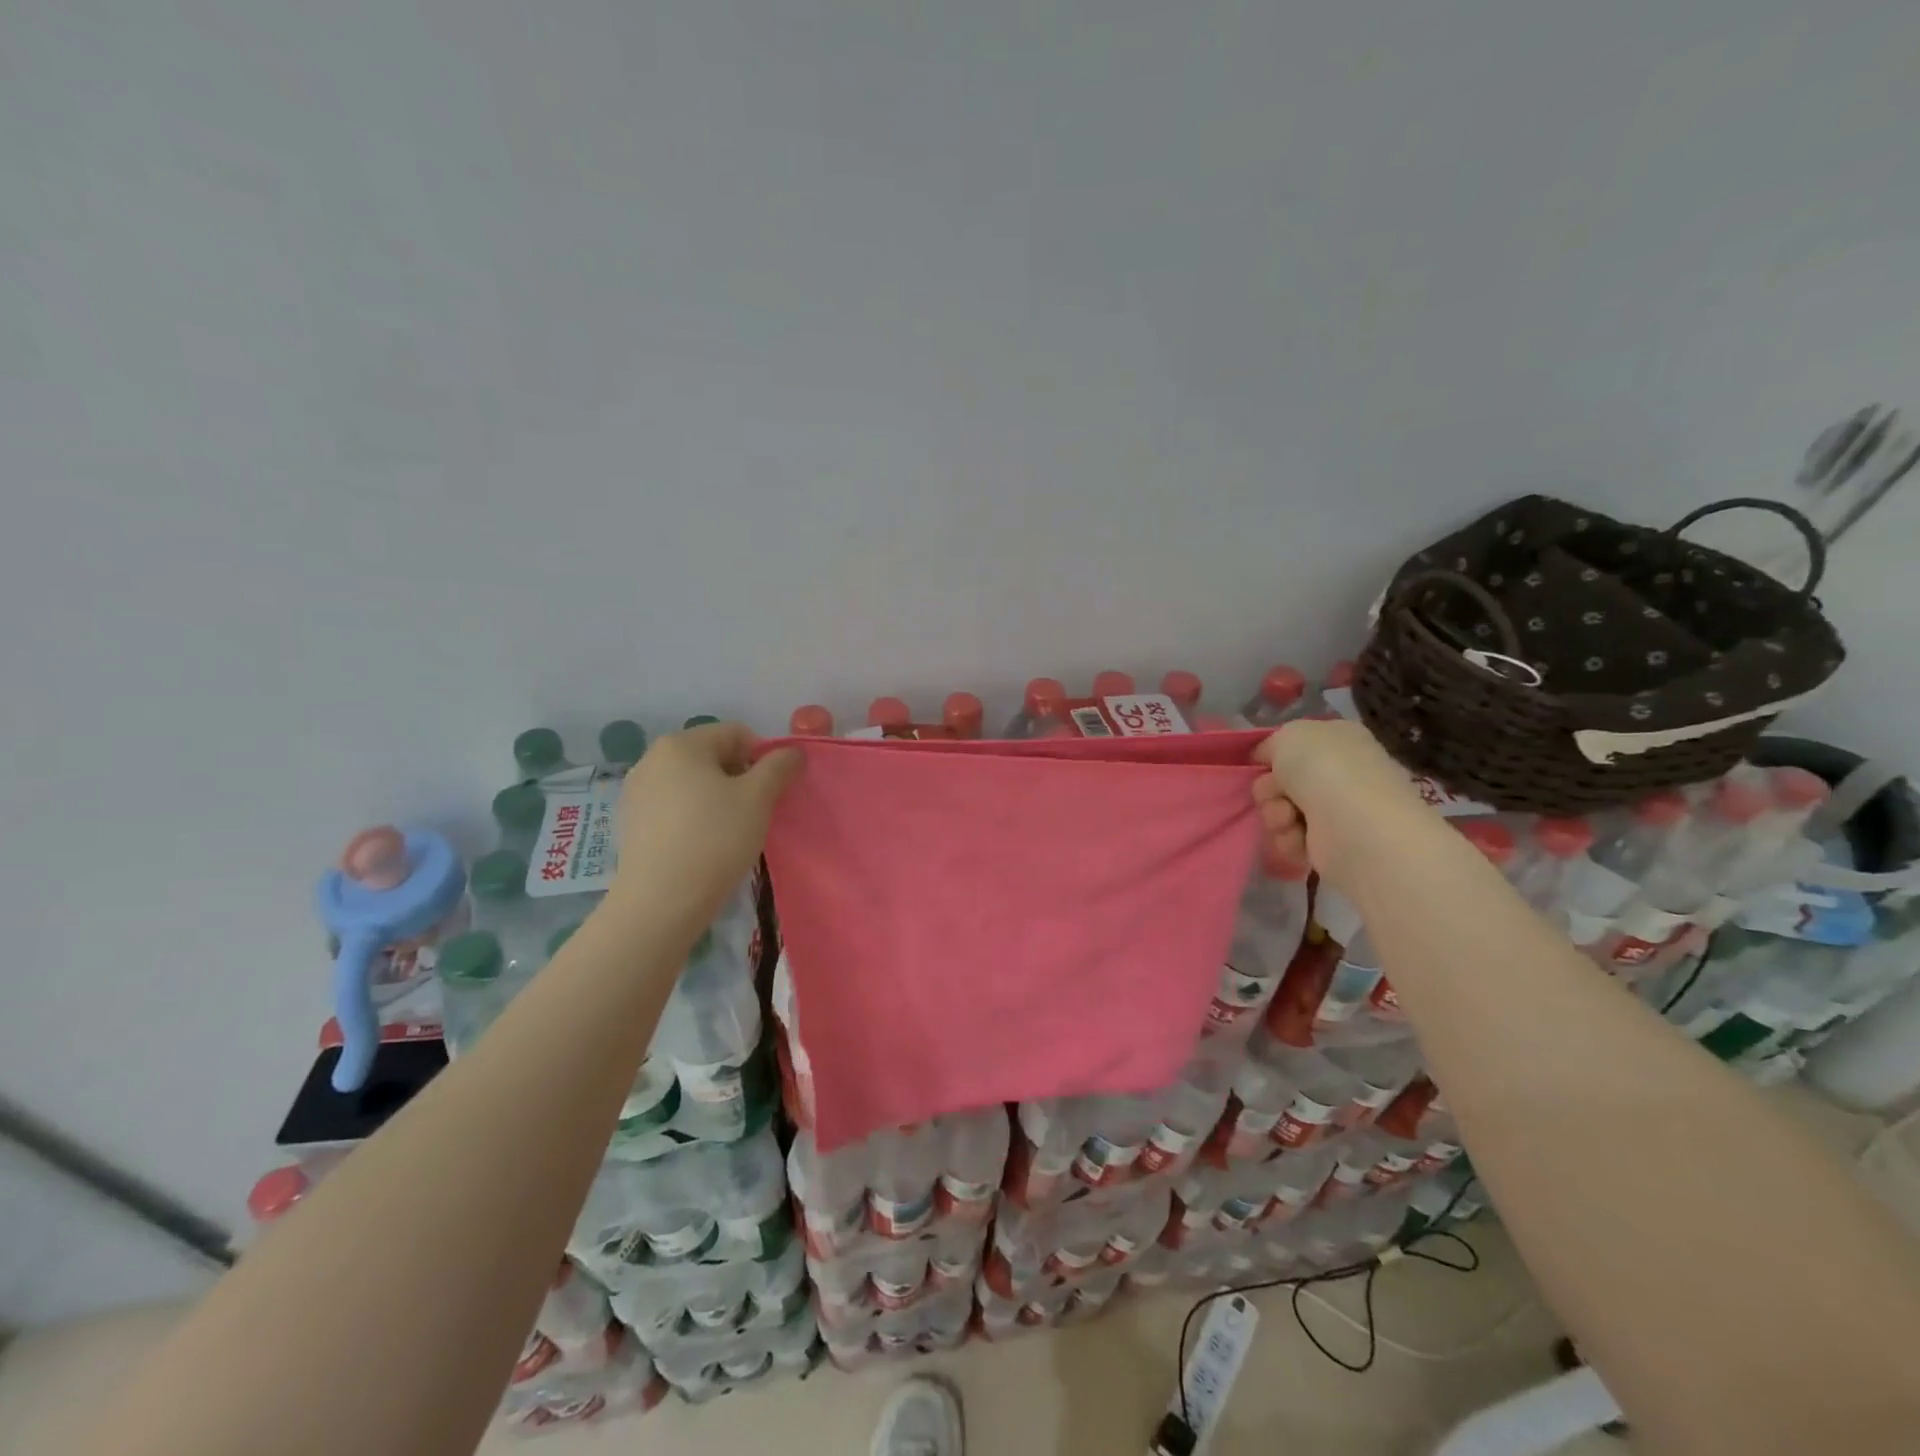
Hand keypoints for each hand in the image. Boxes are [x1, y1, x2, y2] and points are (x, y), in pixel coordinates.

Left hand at [608, 722, 802, 925]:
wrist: (661, 902)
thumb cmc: (715, 839)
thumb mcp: (758, 798)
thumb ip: (779, 766)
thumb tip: (792, 752)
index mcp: (681, 744)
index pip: (736, 734)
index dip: (763, 758)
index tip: (771, 792)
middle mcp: (652, 759)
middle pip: (712, 756)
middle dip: (739, 778)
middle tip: (754, 813)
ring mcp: (635, 791)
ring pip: (692, 783)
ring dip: (717, 798)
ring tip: (730, 833)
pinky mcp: (630, 823)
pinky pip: (673, 807)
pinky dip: (694, 817)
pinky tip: (703, 845)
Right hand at [1252, 718, 1428, 878]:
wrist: (1354, 824)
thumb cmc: (1324, 769)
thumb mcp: (1288, 735)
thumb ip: (1272, 744)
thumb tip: (1267, 760)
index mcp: (1338, 739)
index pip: (1293, 746)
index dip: (1272, 756)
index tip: (1262, 765)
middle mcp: (1340, 773)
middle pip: (1280, 781)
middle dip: (1269, 790)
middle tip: (1277, 794)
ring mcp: (1336, 810)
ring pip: (1280, 810)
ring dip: (1275, 815)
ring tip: (1289, 819)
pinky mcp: (1330, 844)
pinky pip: (1290, 838)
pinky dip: (1288, 839)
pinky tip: (1299, 838)